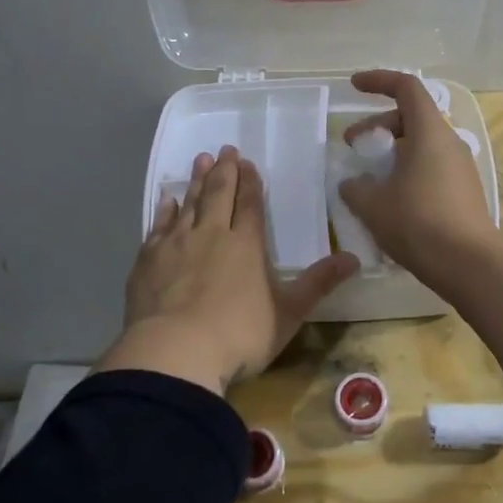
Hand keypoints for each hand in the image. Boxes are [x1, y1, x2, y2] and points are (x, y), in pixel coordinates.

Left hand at [100, 146, 359, 395]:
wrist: (175, 352)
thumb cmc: (239, 335)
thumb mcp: (288, 313)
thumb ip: (318, 284)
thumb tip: (355, 259)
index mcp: (246, 244)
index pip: (250, 204)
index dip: (250, 182)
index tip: (247, 162)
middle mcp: (211, 234)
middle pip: (219, 194)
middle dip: (224, 171)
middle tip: (224, 149)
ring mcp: (177, 245)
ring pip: (189, 203)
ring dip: (196, 181)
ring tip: (200, 159)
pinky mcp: (148, 260)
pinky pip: (159, 226)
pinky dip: (165, 210)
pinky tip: (167, 200)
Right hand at [337, 70, 497, 287]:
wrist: (470, 264)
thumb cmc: (418, 223)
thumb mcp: (374, 206)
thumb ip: (356, 189)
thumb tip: (352, 184)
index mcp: (429, 132)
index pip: (406, 87)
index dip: (379, 80)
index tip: (354, 86)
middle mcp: (449, 142)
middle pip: (412, 116)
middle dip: (378, 124)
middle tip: (353, 145)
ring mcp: (461, 167)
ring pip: (422, 143)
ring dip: (393, 150)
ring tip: (370, 176)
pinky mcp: (465, 190)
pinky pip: (432, 165)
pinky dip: (408, 169)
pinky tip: (392, 198)